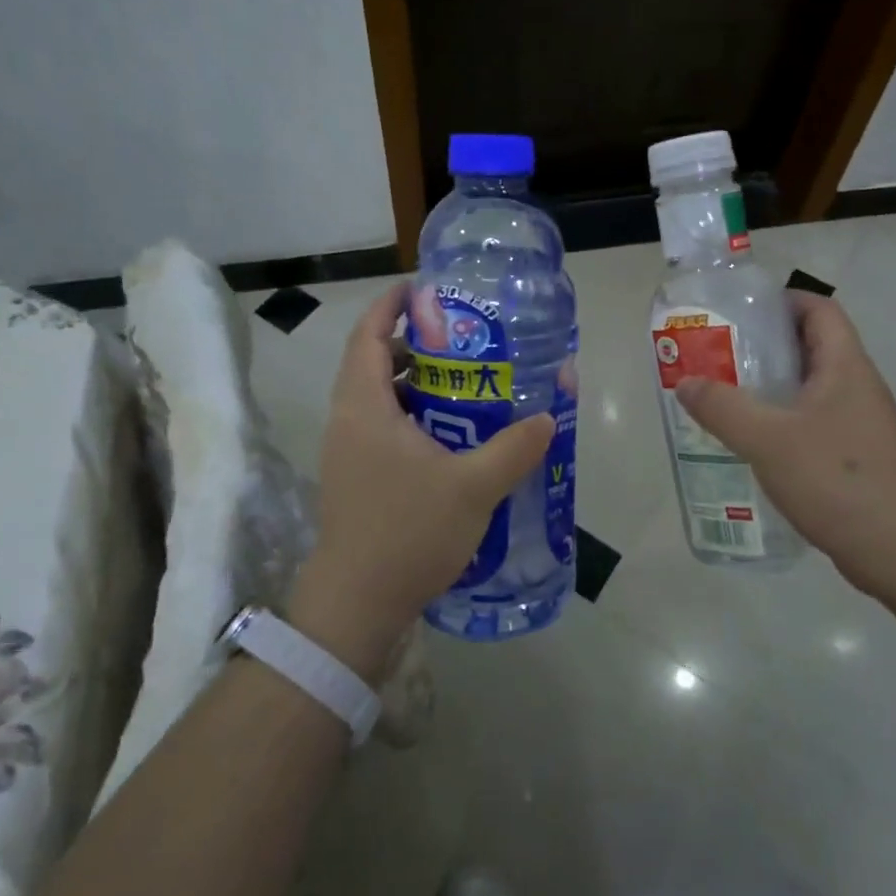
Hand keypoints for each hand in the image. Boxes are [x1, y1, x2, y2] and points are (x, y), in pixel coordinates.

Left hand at [289, 283, 554, 675]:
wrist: (357, 607)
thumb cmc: (407, 533)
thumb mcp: (473, 487)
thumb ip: (515, 447)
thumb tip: (548, 416)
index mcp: (363, 407)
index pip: (368, 335)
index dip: (391, 305)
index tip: (426, 289)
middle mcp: (348, 420)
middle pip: (373, 361)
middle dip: (414, 342)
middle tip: (463, 338)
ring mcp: (348, 452)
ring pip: (378, 396)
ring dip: (415, 381)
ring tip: (464, 380)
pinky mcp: (356, 477)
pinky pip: (382, 426)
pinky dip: (413, 414)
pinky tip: (452, 433)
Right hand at [673, 291, 895, 601]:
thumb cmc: (837, 478)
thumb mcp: (768, 439)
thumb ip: (723, 408)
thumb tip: (686, 383)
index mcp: (845, 366)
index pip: (819, 309)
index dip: (783, 300)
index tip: (740, 312)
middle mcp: (856, 386)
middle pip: (810, 346)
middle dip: (764, 345)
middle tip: (718, 354)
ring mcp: (858, 423)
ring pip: (809, 388)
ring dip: (770, 386)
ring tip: (724, 394)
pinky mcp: (853, 456)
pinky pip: (811, 422)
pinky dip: (780, 421)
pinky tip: (751, 441)